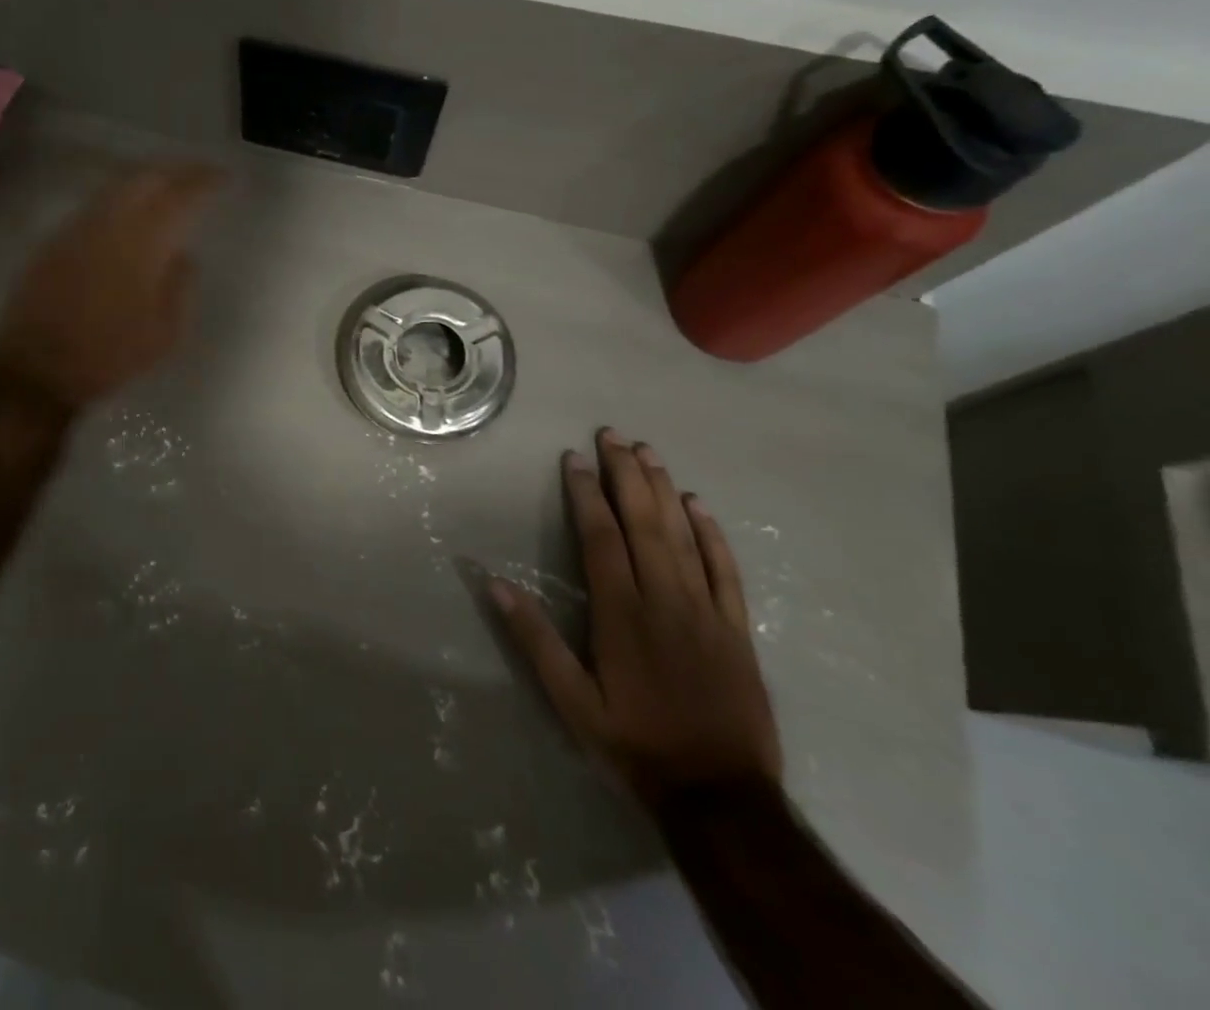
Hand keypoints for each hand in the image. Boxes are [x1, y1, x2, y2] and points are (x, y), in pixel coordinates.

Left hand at [0, 163, 222, 408]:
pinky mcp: (56, 239)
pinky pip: (96, 204)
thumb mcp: (165, 333)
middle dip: (177, 170)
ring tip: (169, 186)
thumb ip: (181, 287)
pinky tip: (129, 211)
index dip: (205, 181)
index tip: (224, 178)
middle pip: (146, 178)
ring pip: (118, 186)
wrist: (37, 368)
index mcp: (143, 244)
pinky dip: (121, 197)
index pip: (181, 197)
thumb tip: (184, 256)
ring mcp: (78, 227)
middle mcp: (110, 223)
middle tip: (199, 174)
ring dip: (148, 179)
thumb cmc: (110, 355)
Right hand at [490, 428, 781, 807]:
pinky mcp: (738, 629)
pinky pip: (726, 570)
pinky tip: (700, 506)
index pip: (601, 537)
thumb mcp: (571, 702)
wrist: (722, 798)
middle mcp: (664, 599)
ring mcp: (707, 611)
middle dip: (626, 474)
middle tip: (613, 434)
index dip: (586, 493)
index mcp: (621, 613)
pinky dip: (713, 534)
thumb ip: (535, 640)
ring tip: (648, 452)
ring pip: (684, 536)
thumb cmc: (636, 745)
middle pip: (644, 523)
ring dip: (664, 490)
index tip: (575, 459)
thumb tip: (494, 583)